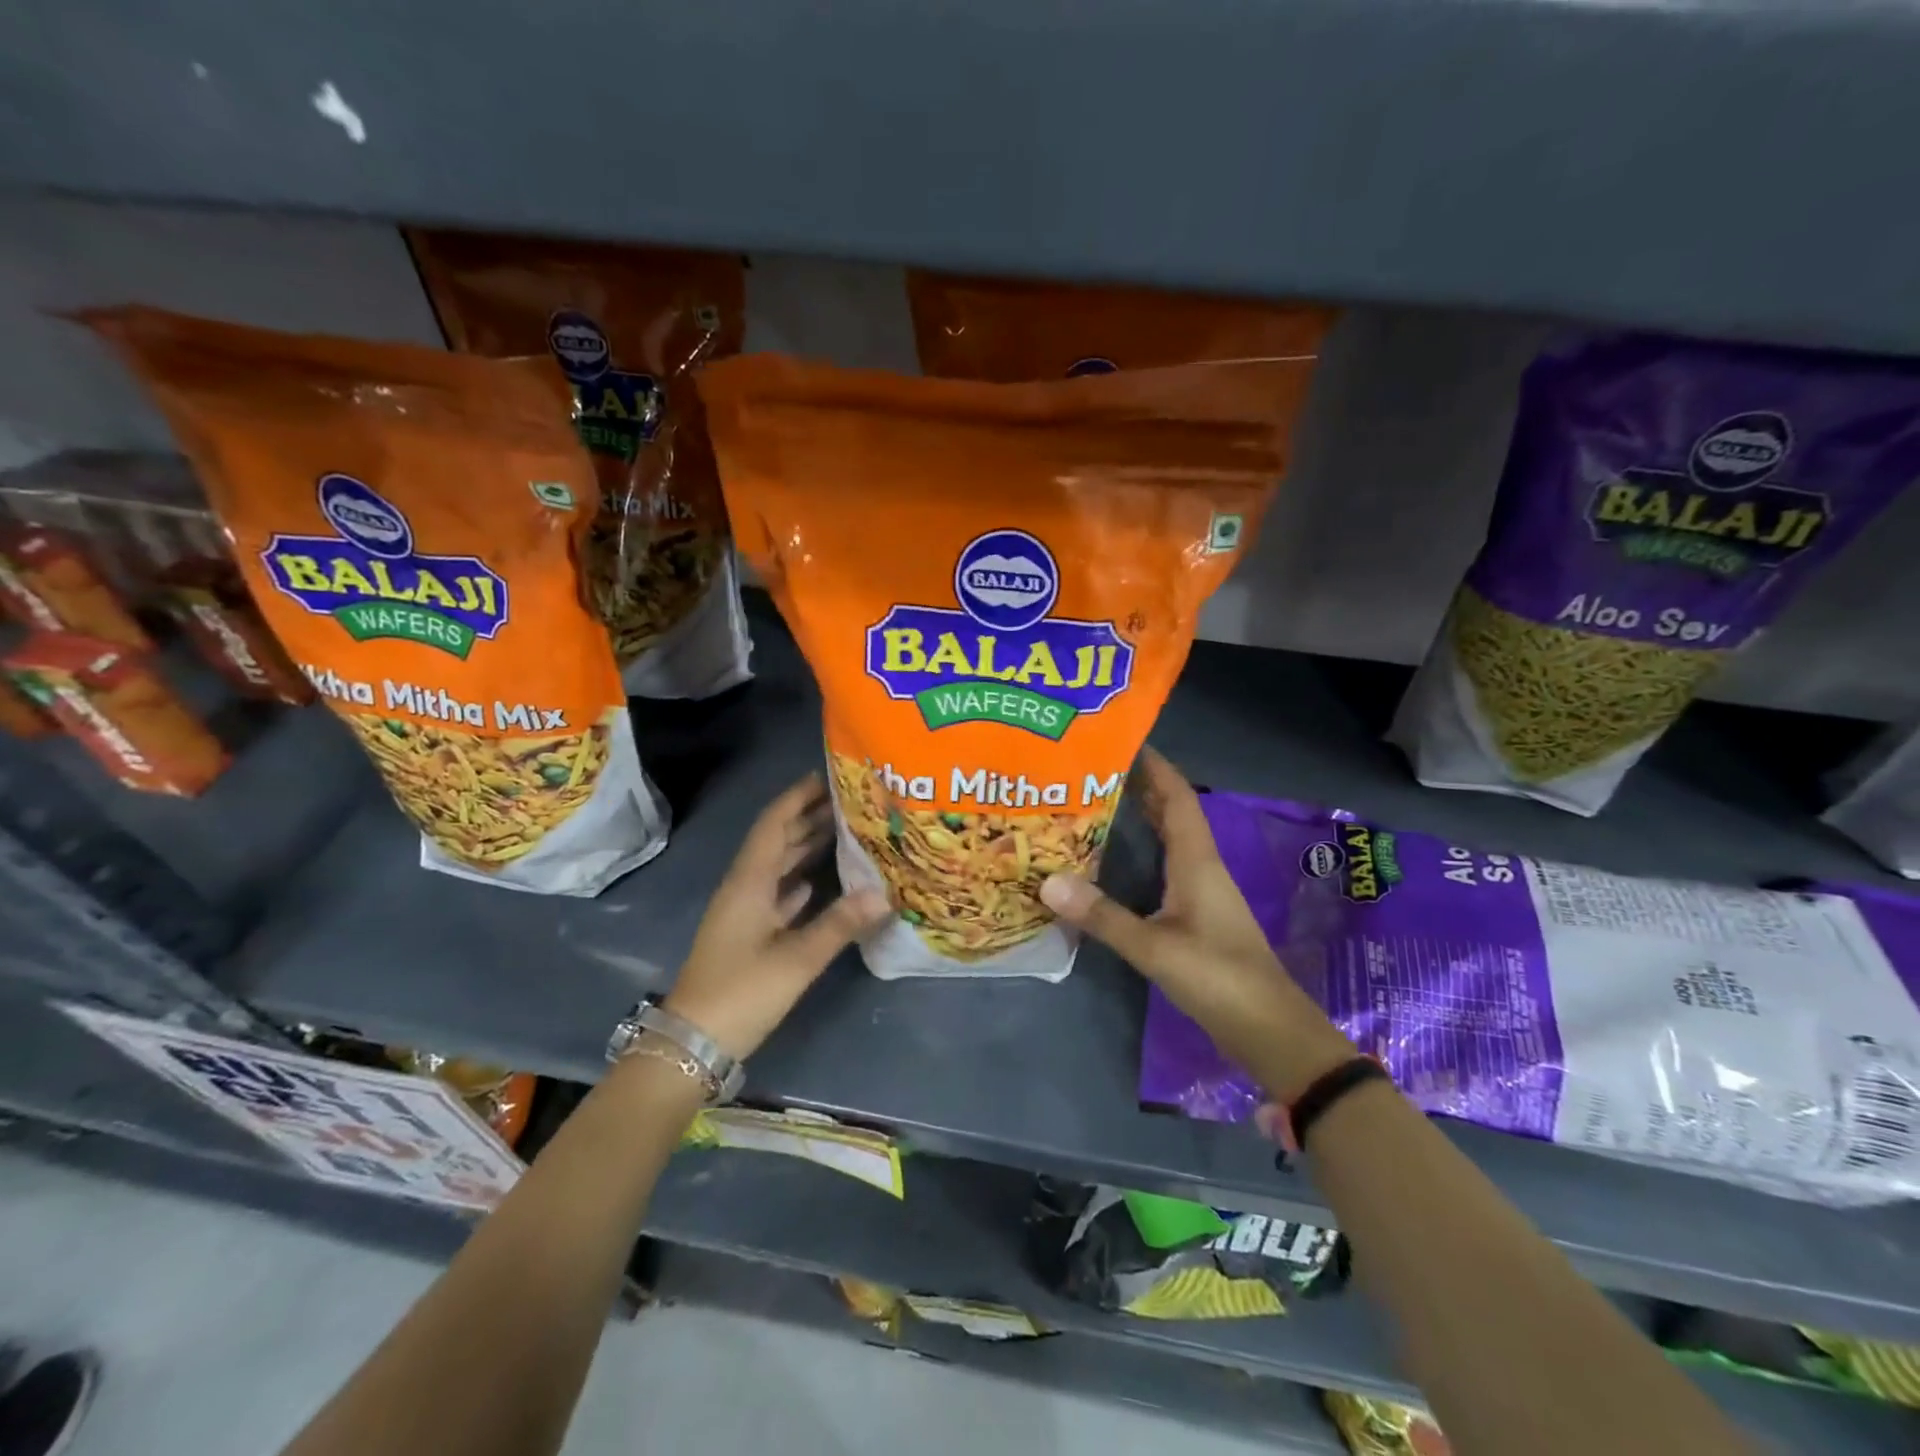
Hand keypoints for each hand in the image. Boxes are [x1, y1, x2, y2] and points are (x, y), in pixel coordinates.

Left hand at [665, 773, 889, 1060]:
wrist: (694, 1043)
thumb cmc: (741, 992)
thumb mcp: (795, 959)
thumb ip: (839, 924)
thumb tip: (885, 893)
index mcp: (749, 882)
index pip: (774, 824)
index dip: (797, 797)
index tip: (826, 776)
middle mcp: (745, 888)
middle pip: (777, 841)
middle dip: (808, 817)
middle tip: (849, 801)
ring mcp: (745, 912)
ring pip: (778, 867)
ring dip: (806, 847)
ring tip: (844, 830)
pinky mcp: (749, 935)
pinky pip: (779, 893)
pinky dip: (800, 881)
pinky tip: (821, 880)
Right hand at [1040, 748, 1353, 1102]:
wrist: (1269, 1028)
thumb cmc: (1217, 978)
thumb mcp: (1154, 948)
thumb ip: (1103, 916)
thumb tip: (1048, 881)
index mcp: (1196, 860)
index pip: (1177, 796)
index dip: (1155, 765)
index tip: (1124, 739)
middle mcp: (1201, 865)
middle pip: (1173, 810)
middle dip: (1142, 783)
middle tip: (1097, 765)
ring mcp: (1202, 889)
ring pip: (1172, 836)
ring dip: (1144, 812)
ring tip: (1102, 797)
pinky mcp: (1198, 911)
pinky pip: (1169, 861)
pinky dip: (1146, 845)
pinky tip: (1121, 853)